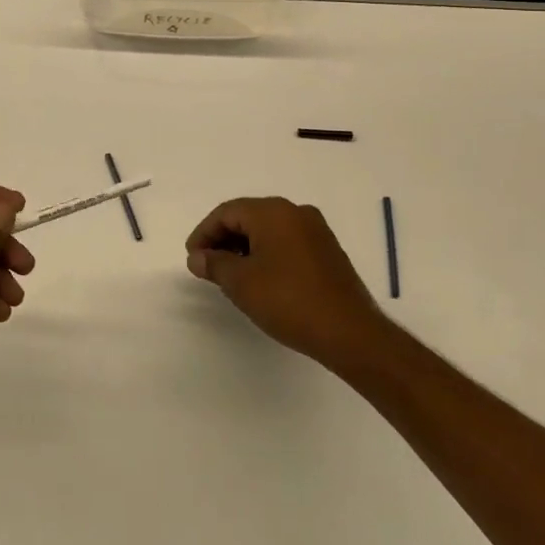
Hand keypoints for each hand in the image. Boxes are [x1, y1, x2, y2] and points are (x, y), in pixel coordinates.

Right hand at [185, 197, 386, 368]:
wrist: (350, 332)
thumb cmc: (288, 301)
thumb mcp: (241, 283)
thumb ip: (214, 265)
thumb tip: (197, 258)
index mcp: (273, 212)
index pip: (226, 212)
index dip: (204, 233)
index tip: (193, 258)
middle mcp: (295, 212)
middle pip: (248, 217)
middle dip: (223, 240)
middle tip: (207, 266)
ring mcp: (316, 231)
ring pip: (268, 231)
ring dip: (244, 248)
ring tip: (230, 275)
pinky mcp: (327, 251)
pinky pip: (287, 242)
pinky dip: (267, 254)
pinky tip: (260, 279)